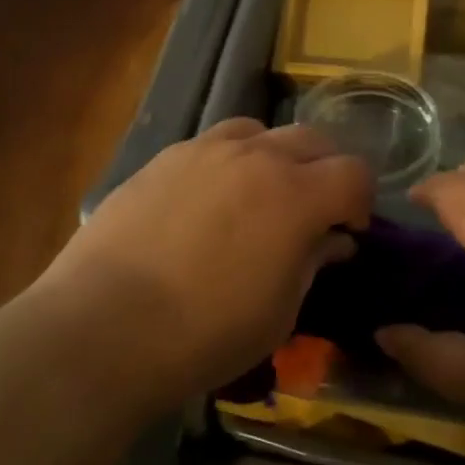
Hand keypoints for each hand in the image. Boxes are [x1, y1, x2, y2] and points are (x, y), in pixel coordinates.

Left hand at [41, 119, 372, 407]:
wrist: (103, 327)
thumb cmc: (205, 334)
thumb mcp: (279, 312)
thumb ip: (313, 263)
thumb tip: (333, 239)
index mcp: (295, 196)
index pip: (354, 172)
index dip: (361, 200)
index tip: (348, 230)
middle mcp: (255, 157)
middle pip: (312, 140)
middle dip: (324, 170)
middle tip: (311, 209)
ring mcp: (205, 151)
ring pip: (259, 130)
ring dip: (274, 156)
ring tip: (258, 194)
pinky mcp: (164, 158)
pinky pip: (212, 143)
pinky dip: (228, 161)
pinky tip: (207, 200)